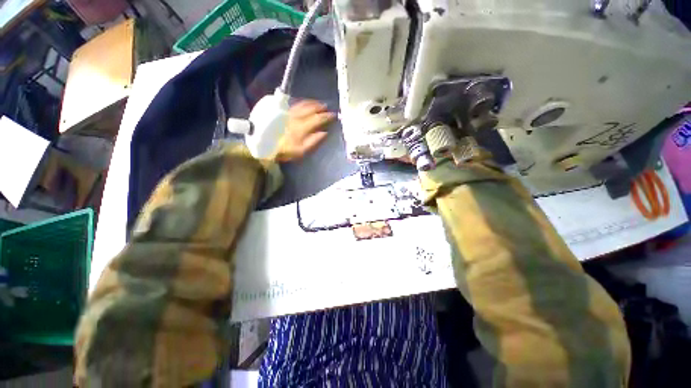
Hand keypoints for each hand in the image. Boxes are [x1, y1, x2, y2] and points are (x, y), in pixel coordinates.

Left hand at [273, 100, 335, 161]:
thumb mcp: (301, 150)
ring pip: (302, 104)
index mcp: (302, 127)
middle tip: (326, 107)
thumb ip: (313, 141)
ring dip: (312, 103)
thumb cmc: (284, 150)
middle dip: (320, 107)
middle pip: (310, 109)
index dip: (327, 116)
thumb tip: (324, 133)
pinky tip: (304, 103)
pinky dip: (302, 102)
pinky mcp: (281, 111)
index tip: (333, 115)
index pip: (317, 119)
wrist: (263, 145)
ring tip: (318, 103)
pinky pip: (294, 104)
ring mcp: (288, 113)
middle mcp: (296, 117)